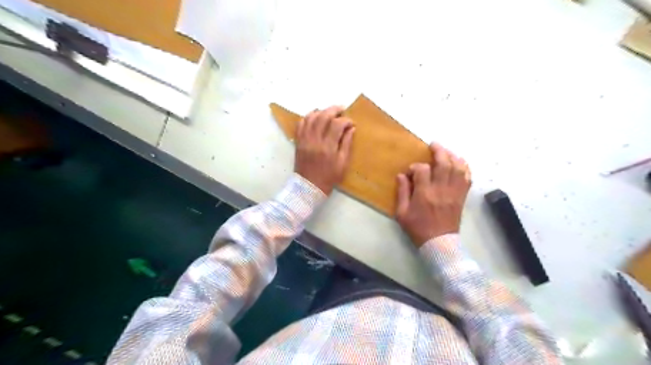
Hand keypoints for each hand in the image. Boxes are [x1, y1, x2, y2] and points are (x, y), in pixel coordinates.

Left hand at [296, 106, 355, 193]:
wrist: (309, 186)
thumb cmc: (329, 177)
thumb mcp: (343, 163)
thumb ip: (347, 144)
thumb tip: (351, 129)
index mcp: (328, 147)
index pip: (337, 125)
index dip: (346, 120)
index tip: (351, 123)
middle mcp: (315, 140)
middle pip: (323, 116)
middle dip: (334, 110)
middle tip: (342, 109)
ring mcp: (305, 140)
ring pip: (311, 117)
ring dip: (321, 111)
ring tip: (329, 112)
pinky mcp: (298, 141)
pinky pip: (301, 124)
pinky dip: (308, 117)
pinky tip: (315, 116)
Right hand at [393, 143, 471, 248]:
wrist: (439, 243)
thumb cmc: (418, 228)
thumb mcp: (402, 213)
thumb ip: (402, 192)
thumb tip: (401, 175)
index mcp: (424, 194)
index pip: (423, 170)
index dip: (416, 166)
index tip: (411, 172)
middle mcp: (441, 190)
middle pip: (444, 163)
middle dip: (439, 151)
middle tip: (433, 145)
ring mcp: (454, 193)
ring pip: (458, 168)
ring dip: (453, 156)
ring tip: (446, 152)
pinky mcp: (462, 197)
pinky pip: (467, 178)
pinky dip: (465, 168)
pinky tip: (459, 163)